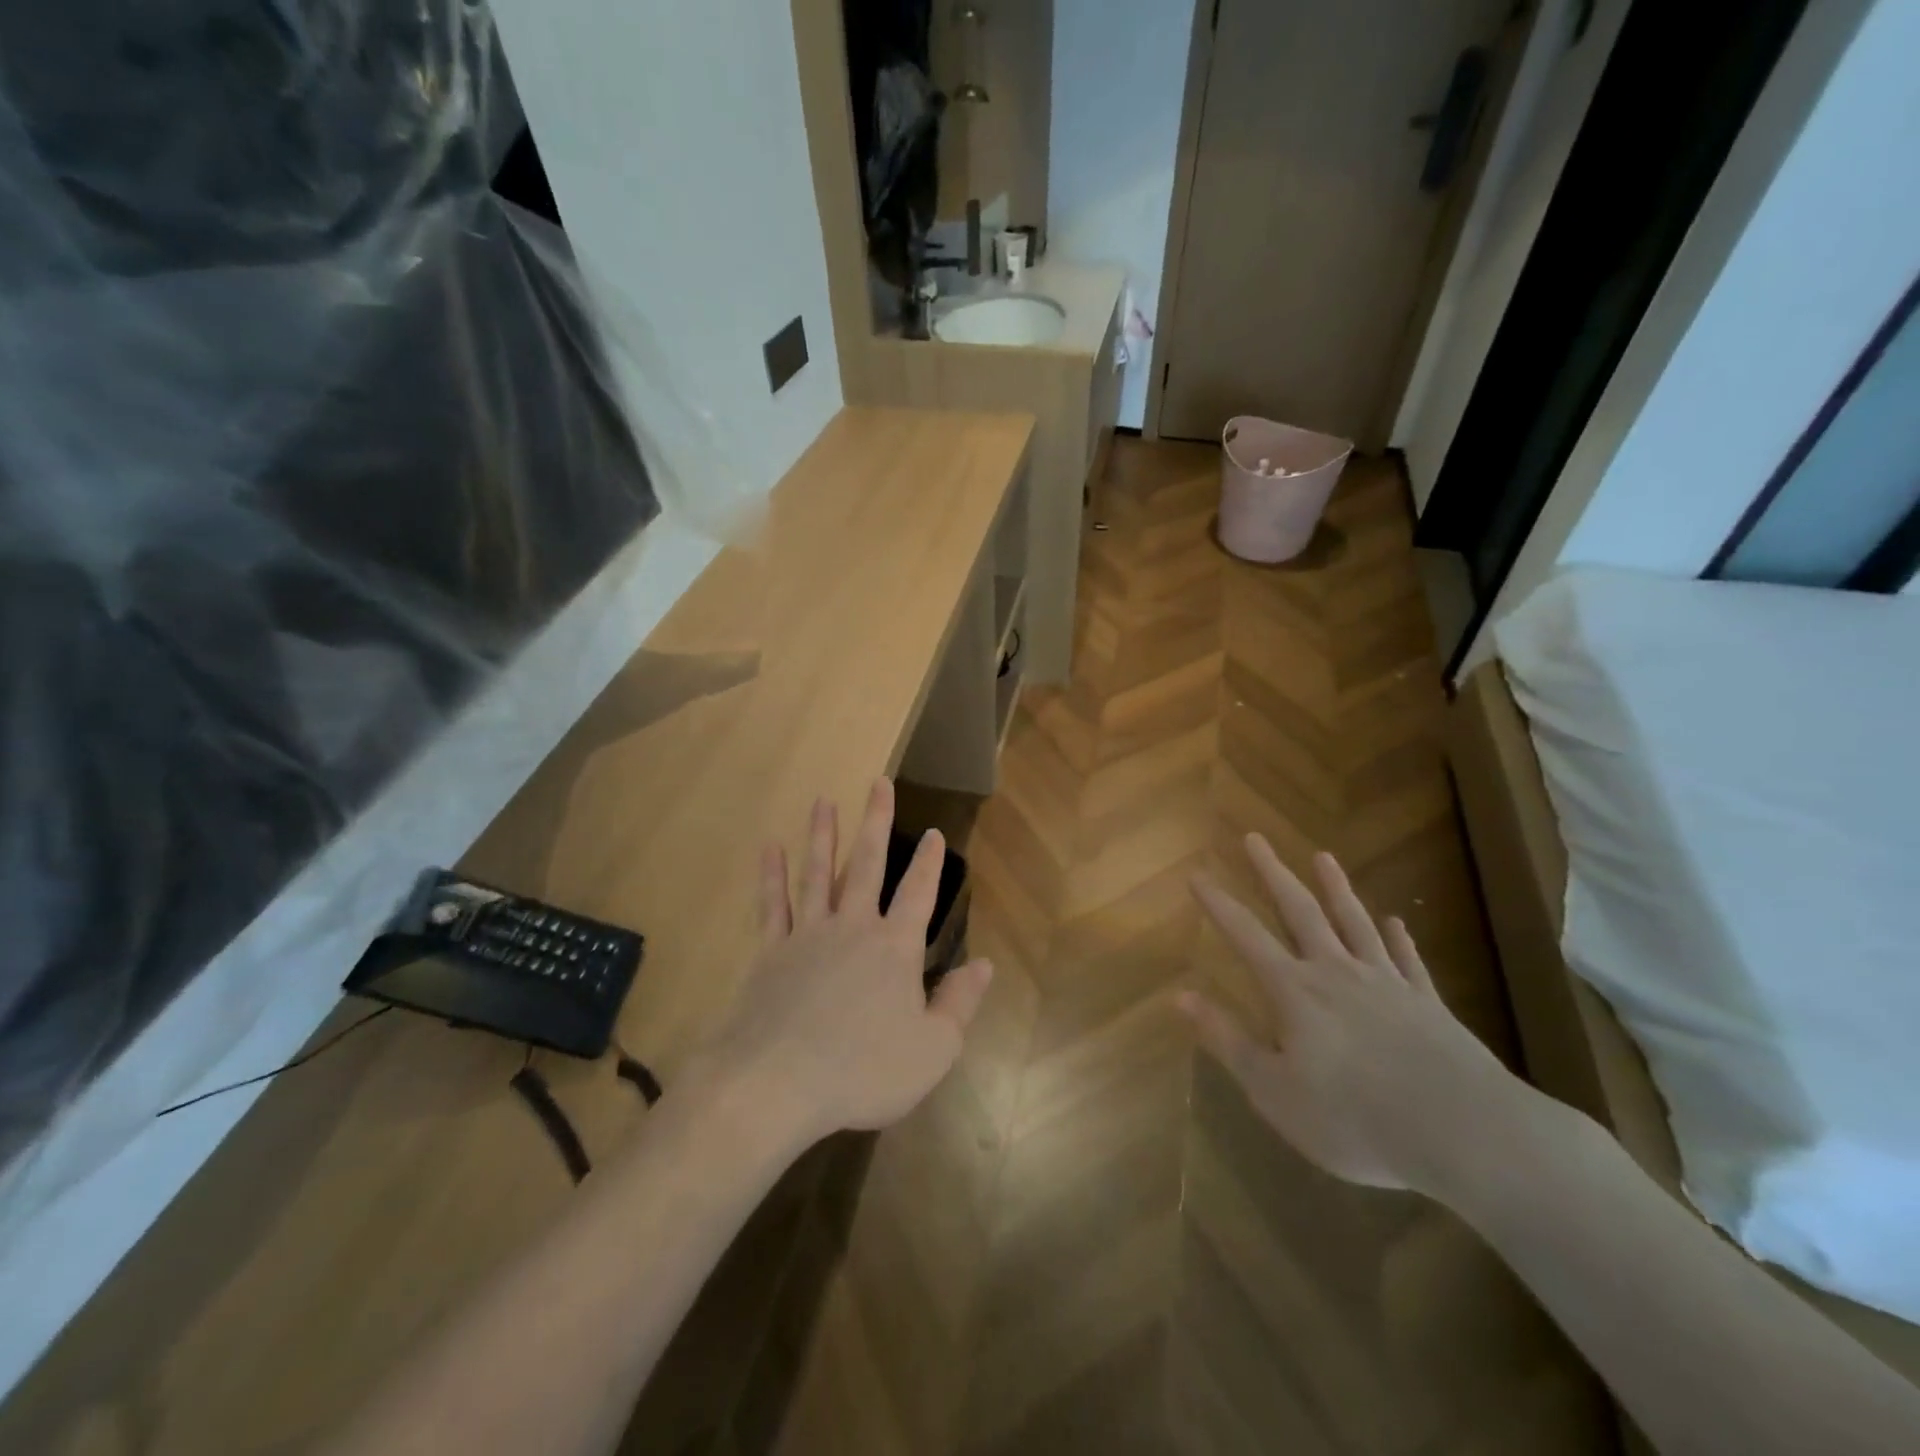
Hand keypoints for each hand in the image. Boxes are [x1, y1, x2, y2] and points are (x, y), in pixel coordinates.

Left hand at [696, 779, 992, 1149]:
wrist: (777, 1083)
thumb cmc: (863, 1071)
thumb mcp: (932, 1049)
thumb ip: (959, 1003)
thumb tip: (984, 964)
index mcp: (895, 948)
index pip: (918, 894)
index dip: (929, 863)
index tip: (933, 833)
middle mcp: (853, 928)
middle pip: (866, 865)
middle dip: (876, 822)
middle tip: (878, 783)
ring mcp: (807, 935)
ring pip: (817, 873)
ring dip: (822, 835)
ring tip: (823, 801)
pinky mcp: (770, 952)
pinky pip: (772, 904)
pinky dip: (771, 875)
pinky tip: (769, 847)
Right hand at [1179, 836, 1524, 1194]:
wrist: (1466, 1133)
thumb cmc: (1355, 1119)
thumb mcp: (1274, 1091)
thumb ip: (1227, 1040)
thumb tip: (1180, 996)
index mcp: (1294, 992)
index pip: (1246, 936)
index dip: (1218, 904)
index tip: (1196, 874)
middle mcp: (1336, 973)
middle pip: (1300, 911)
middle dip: (1273, 873)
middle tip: (1255, 838)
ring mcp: (1386, 983)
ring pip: (1355, 923)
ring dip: (1336, 888)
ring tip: (1323, 856)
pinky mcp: (1428, 1003)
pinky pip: (1407, 960)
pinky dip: (1399, 938)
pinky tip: (1395, 921)